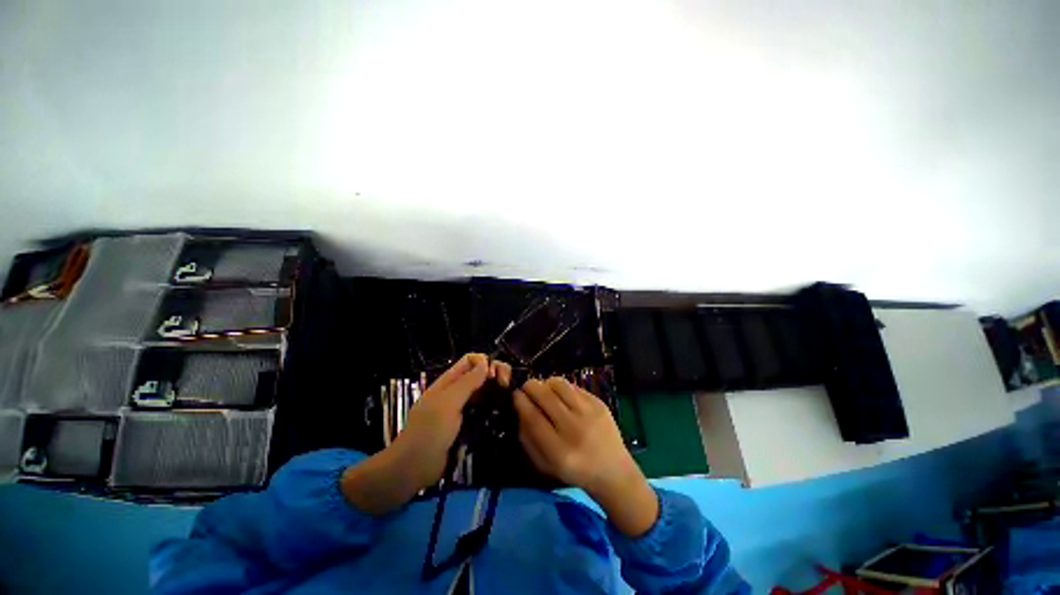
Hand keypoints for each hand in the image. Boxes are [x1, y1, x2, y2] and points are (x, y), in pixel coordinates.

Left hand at [341, 354, 490, 513]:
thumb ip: (468, 382)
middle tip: (506, 385)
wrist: (415, 468)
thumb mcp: (448, 403)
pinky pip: (484, 409)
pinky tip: (503, 410)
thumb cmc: (429, 431)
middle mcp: (457, 391)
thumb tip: (486, 363)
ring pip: (484, 390)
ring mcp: (463, 407)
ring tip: (508, 397)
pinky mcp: (468, 424)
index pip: (471, 360)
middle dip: (495, 374)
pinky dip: (494, 406)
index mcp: (449, 381)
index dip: (484, 362)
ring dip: (496, 390)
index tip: (496, 375)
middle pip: (480, 373)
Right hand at [514, 378, 658, 536]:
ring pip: (559, 384)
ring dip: (546, 383)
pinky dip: (562, 388)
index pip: (533, 417)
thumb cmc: (574, 471)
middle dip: (530, 387)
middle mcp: (575, 429)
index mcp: (559, 452)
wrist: (613, 471)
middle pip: (545, 396)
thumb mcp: (545, 465)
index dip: (520, 401)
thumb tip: (519, 409)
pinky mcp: (599, 403)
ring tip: (544, 390)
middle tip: (526, 388)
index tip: (514, 395)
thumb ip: (528, 438)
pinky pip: (573, 386)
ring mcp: (590, 413)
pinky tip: (561, 396)